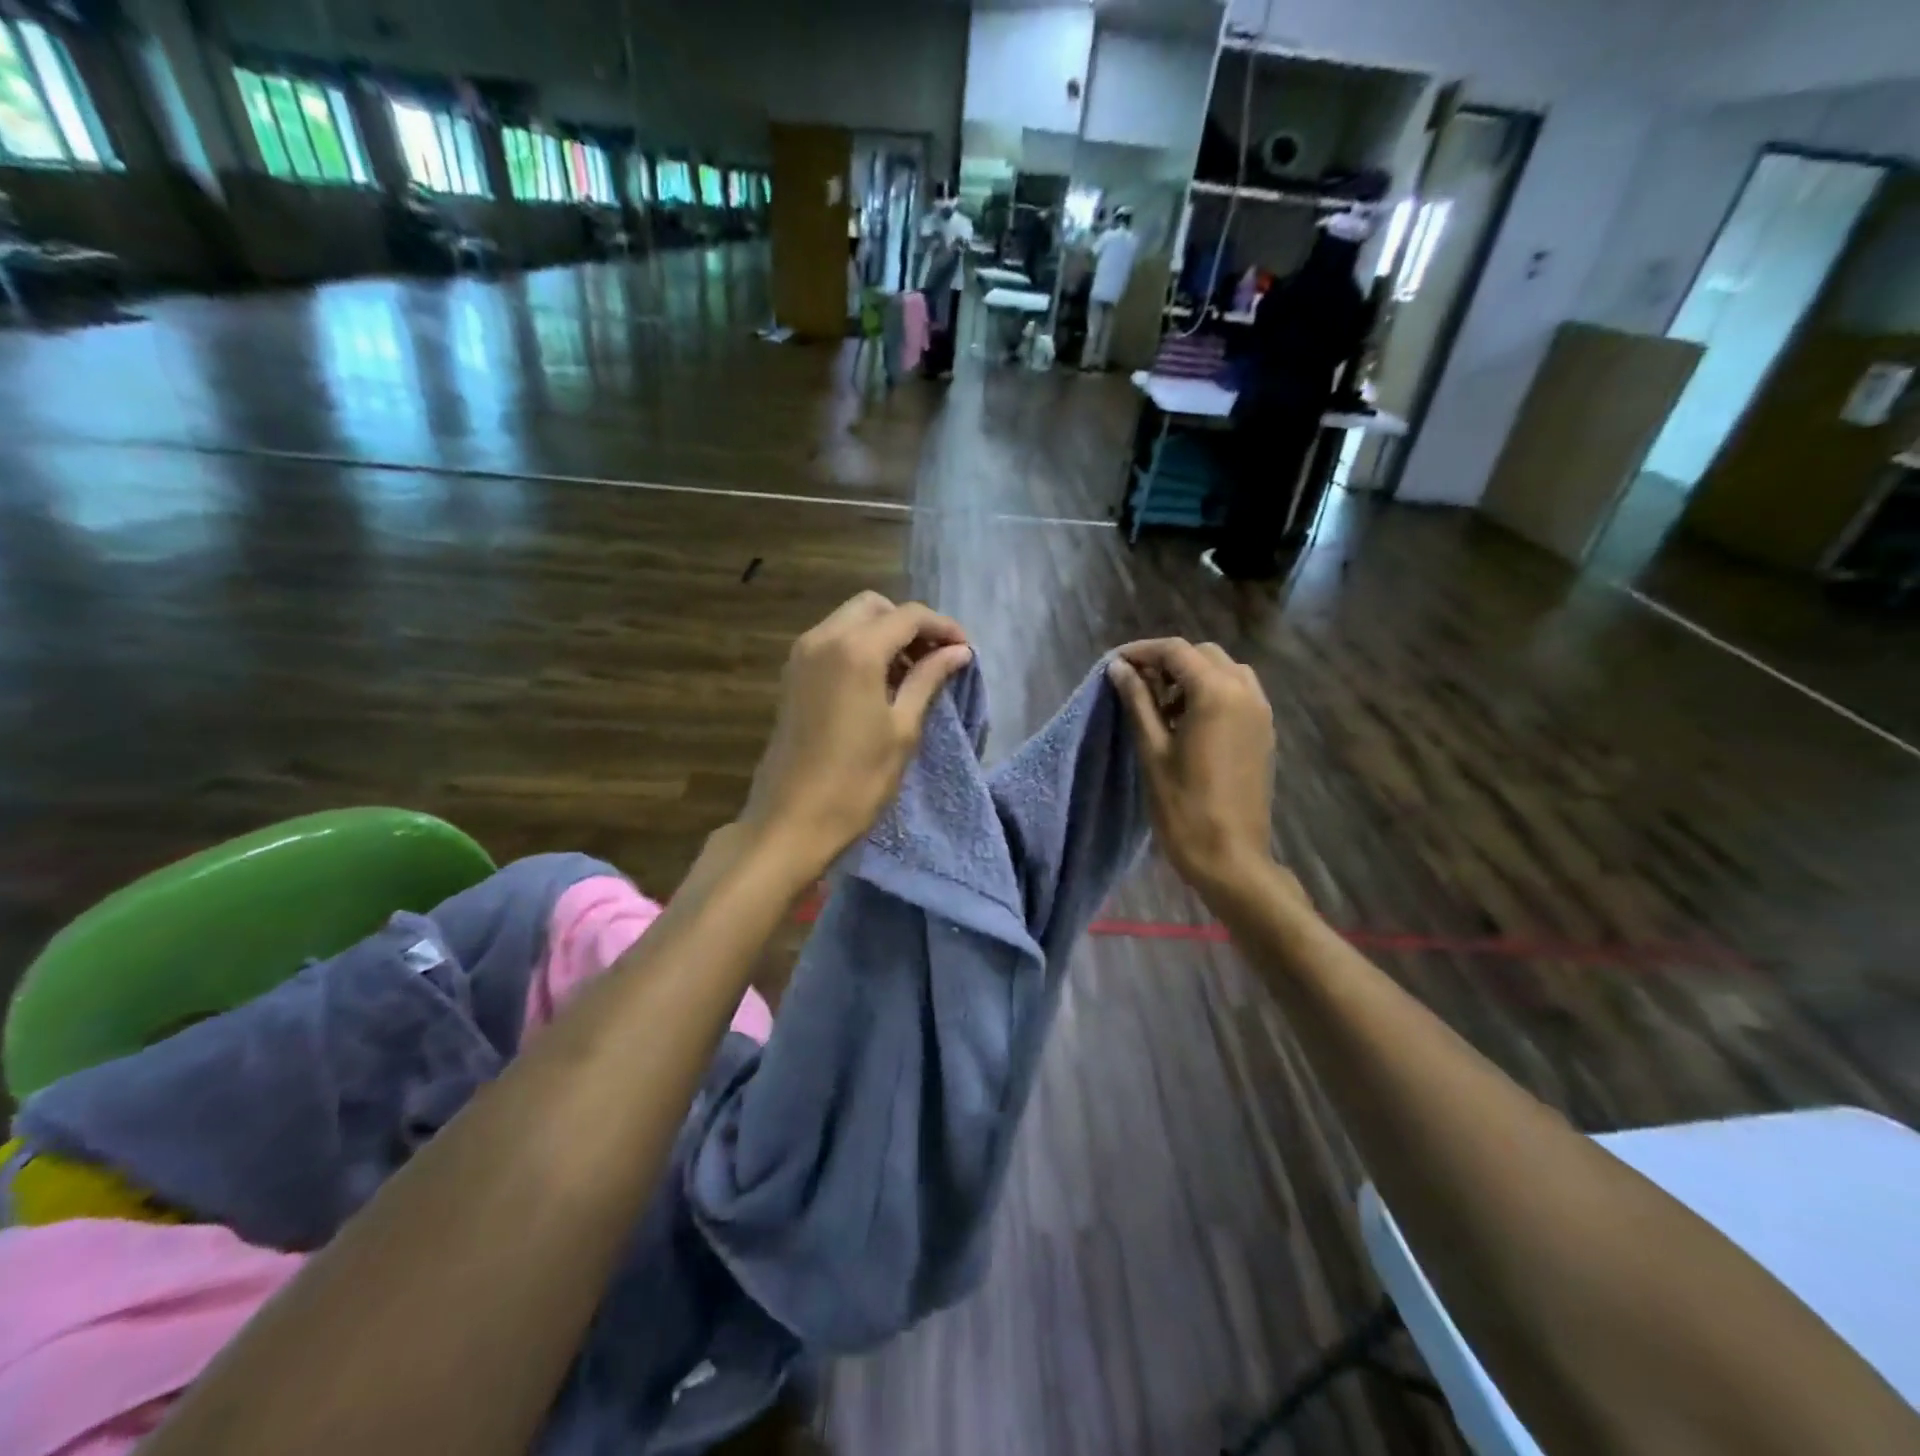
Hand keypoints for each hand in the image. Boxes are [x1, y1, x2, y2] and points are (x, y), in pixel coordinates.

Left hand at [741, 592, 971, 875]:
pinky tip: (879, 683)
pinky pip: (832, 642)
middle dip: (909, 624)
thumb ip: (929, 679)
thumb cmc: (857, 780)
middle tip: (935, 659)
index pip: (908, 616)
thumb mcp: (902, 728)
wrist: (792, 820)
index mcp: (855, 649)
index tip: (964, 651)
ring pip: (850, 621)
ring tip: (911, 674)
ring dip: (884, 635)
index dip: (942, 627)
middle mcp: (823, 638)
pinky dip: (860, 648)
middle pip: (874, 607)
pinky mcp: (792, 676)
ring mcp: (802, 655)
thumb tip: (958, 651)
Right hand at [1107, 639, 1280, 899]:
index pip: (1176, 651)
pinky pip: (1238, 693)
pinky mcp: (1263, 731)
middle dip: (1167, 662)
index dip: (1142, 651)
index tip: (1115, 664)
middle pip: (1202, 655)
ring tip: (1161, 705)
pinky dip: (1211, 692)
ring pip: (1224, 671)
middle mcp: (1245, 691)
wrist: (1230, 856)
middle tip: (1135, 685)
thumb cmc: (1183, 806)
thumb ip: (1138, 701)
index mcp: (1216, 693)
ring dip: (1191, 676)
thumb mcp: (1153, 750)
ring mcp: (1260, 711)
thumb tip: (1119, 668)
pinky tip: (1187, 722)